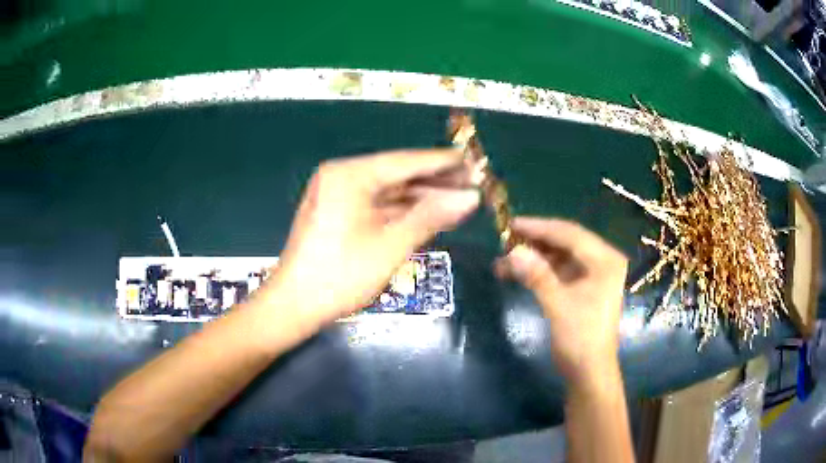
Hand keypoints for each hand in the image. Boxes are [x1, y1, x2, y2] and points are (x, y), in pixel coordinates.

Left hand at [266, 149, 479, 324]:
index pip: (406, 162)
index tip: (474, 161)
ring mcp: (338, 194)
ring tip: (460, 198)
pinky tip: (430, 212)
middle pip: (398, 173)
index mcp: (350, 175)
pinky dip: (403, 210)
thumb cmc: (341, 276)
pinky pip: (378, 204)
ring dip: (422, 196)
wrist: (294, 305)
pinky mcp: (338, 211)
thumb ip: (432, 216)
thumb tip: (471, 197)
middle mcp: (342, 176)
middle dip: (436, 180)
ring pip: (389, 190)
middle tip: (474, 183)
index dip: (443, 162)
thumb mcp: (391, 245)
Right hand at [495, 217, 627, 385]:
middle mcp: (602, 261)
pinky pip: (558, 270)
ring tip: (504, 259)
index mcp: (605, 260)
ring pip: (559, 255)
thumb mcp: (558, 305)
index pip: (570, 234)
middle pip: (565, 242)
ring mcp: (592, 274)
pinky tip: (516, 272)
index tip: (511, 224)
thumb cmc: (580, 339)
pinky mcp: (583, 286)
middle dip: (534, 242)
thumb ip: (537, 276)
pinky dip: (539, 270)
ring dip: (533, 257)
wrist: (589, 372)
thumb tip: (513, 252)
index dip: (539, 227)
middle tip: (504, 239)